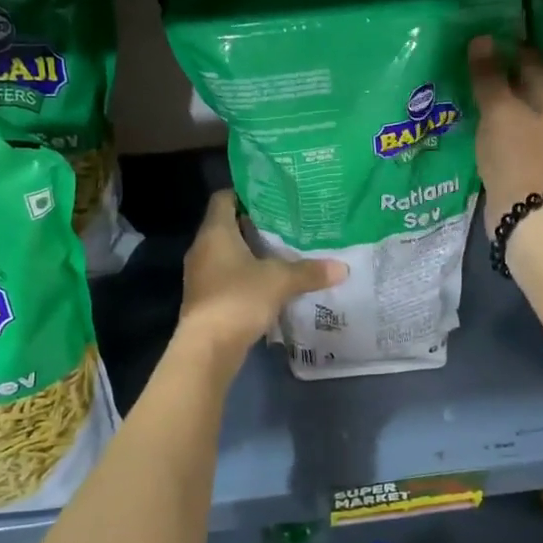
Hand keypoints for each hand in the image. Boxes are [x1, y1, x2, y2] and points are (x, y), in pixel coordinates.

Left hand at [178, 191, 347, 357]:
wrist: (207, 348)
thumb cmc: (239, 299)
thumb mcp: (280, 281)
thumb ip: (309, 271)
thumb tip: (342, 268)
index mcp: (215, 232)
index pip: (224, 198)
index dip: (246, 194)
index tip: (273, 197)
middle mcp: (203, 248)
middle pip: (227, 226)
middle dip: (255, 226)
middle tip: (287, 225)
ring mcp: (201, 275)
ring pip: (227, 254)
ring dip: (251, 254)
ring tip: (283, 253)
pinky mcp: (205, 299)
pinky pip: (227, 277)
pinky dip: (246, 276)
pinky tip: (270, 284)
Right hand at [468, 36, 542, 236]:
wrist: (527, 215)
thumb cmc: (518, 156)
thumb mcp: (500, 111)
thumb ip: (489, 76)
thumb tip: (481, 39)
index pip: (529, 55)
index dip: (503, 44)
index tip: (474, 37)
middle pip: (521, 81)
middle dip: (493, 72)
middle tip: (459, 59)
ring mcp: (539, 137)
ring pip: (511, 107)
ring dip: (489, 98)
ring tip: (458, 85)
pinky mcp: (524, 158)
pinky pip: (504, 129)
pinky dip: (488, 122)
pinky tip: (468, 118)